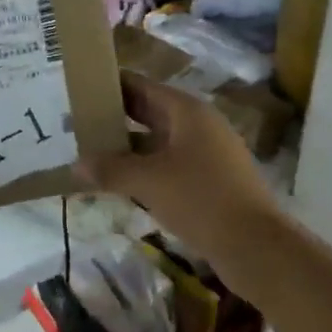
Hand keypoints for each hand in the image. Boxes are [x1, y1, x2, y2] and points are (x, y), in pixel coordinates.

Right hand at [74, 72, 276, 268]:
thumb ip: (111, 170)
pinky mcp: (209, 180)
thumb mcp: (150, 182)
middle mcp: (198, 125)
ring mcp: (207, 153)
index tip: (80, 88)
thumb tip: (76, 164)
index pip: (142, 86)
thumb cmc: (201, 200)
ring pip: (158, 142)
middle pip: (150, 112)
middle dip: (115, 118)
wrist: (255, 245)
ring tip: (91, 154)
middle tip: (77, 123)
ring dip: (128, 148)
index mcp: (187, 111)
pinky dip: (145, 170)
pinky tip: (120, 184)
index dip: (112, 85)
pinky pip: (168, 165)